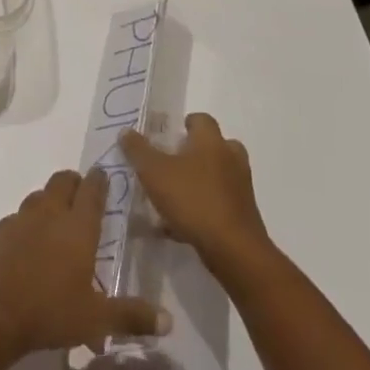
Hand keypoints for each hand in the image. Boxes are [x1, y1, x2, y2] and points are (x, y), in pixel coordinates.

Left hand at [0, 168, 169, 356]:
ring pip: (38, 196)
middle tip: (82, 195)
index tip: (103, 175)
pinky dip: (26, 223)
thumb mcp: (97, 320)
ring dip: (49, 200)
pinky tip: (28, 243)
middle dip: (74, 182)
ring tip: (56, 219)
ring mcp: (20, 220)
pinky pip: (17, 218)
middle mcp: (49, 214)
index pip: (92, 191)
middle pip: (62, 181)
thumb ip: (132, 317)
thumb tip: (168, 321)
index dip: (99, 180)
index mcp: (77, 227)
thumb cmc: (50, 312)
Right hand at [120, 113, 270, 267]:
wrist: (234, 250)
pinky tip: (180, 226)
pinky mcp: (243, 215)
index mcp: (211, 141)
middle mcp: (231, 158)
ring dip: (199, 182)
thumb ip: (138, 150)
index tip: (167, 137)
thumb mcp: (154, 172)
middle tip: (171, 164)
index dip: (185, 124)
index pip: (201, 119)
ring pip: (218, 176)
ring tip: (172, 197)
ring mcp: (240, 188)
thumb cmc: (193, 200)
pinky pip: (219, 204)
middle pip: (214, 146)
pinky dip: (203, 208)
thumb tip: (126, 131)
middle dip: (194, 153)